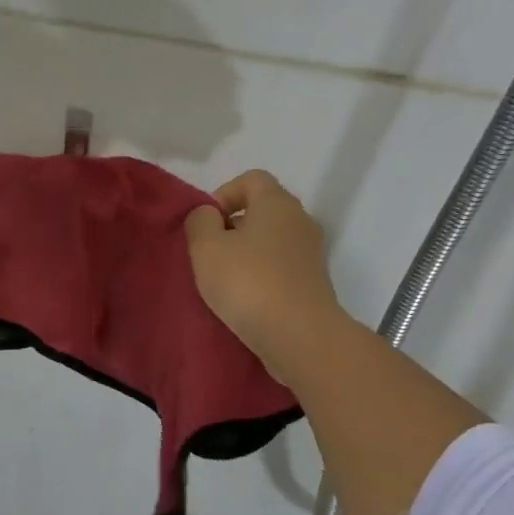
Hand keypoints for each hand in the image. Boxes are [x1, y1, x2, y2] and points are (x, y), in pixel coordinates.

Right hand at [184, 170, 349, 386]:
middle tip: (209, 253)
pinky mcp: (313, 283)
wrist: (299, 335)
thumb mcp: (207, 247)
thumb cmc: (248, 282)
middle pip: (262, 210)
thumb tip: (209, 215)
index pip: (252, 179)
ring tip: (224, 281)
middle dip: (232, 227)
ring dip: (246, 254)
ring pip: (271, 241)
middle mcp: (300, 221)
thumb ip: (200, 221)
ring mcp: (311, 254)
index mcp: (277, 203)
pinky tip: (245, 300)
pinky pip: (281, 268)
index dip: (223, 194)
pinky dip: (261, 276)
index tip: (206, 223)